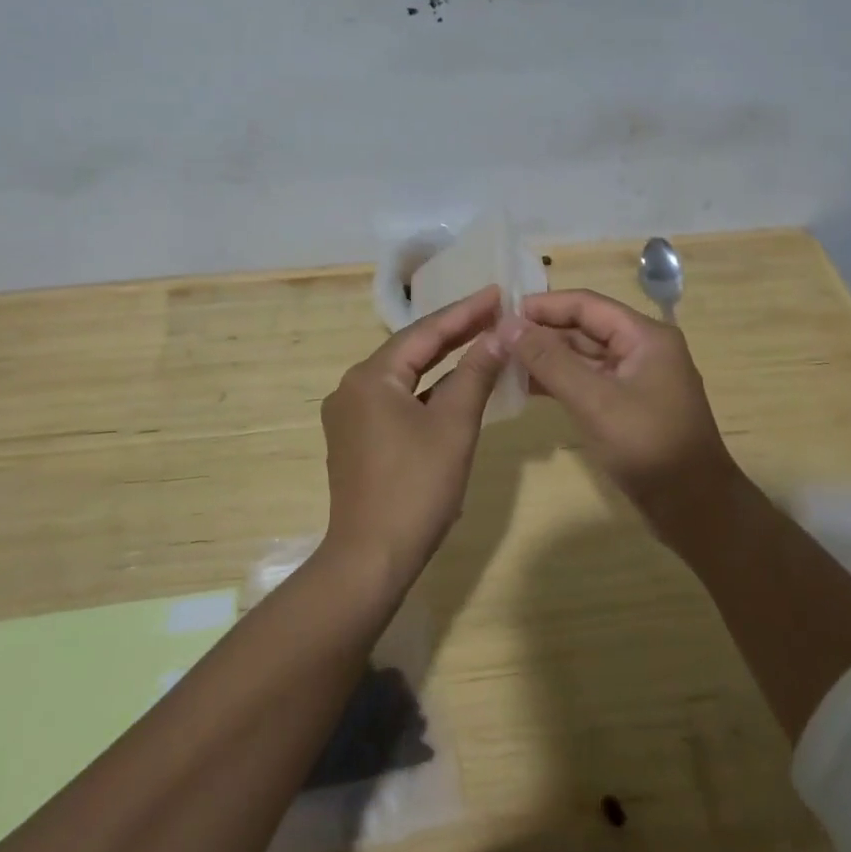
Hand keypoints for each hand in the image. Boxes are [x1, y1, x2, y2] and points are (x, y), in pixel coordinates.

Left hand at [320, 286, 506, 586]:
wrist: (371, 559)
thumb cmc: (416, 487)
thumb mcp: (454, 426)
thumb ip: (476, 374)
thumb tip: (500, 334)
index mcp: (370, 377)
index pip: (424, 332)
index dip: (464, 312)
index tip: (496, 293)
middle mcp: (352, 388)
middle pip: (410, 351)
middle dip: (453, 333)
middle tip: (493, 312)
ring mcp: (350, 416)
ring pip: (404, 377)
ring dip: (441, 363)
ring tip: (480, 342)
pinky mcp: (355, 440)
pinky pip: (396, 401)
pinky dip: (426, 392)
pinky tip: (452, 389)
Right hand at [500, 290, 736, 521]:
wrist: (695, 509)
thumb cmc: (649, 447)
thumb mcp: (595, 401)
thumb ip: (550, 361)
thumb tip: (507, 325)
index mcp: (645, 336)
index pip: (586, 304)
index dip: (544, 305)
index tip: (502, 312)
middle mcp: (641, 349)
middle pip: (584, 327)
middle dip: (542, 331)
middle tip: (495, 338)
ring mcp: (635, 378)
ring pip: (583, 355)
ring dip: (546, 357)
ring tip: (502, 360)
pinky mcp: (626, 405)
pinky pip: (587, 381)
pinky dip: (558, 380)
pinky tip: (525, 386)